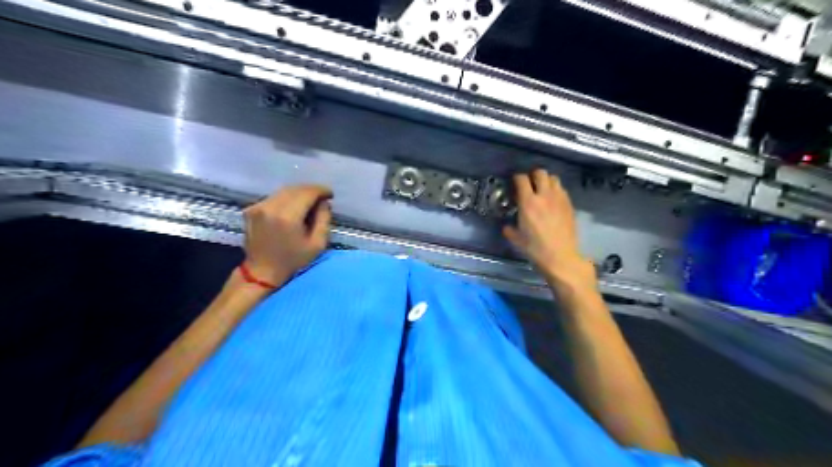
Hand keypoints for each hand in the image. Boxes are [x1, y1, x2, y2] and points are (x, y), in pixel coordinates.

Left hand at [242, 184, 334, 285]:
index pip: (307, 192)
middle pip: (295, 189)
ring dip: (299, 194)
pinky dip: (287, 199)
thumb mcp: (318, 244)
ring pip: (284, 191)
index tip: (330, 195)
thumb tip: (323, 203)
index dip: (321, 190)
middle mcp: (270, 207)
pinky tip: (293, 209)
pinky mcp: (251, 209)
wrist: (261, 272)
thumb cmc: (293, 261)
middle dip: (311, 191)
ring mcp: (258, 207)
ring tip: (309, 203)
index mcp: (287, 217)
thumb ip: (324, 220)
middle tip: (321, 199)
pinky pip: (274, 197)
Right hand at [503, 170, 594, 289]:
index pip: (521, 179)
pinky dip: (555, 190)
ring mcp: (559, 199)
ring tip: (542, 189)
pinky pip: (562, 189)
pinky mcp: (569, 205)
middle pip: (540, 173)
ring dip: (546, 180)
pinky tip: (552, 200)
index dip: (516, 178)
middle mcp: (544, 196)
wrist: (560, 257)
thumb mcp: (517, 239)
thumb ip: (510, 229)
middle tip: (529, 184)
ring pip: (553, 178)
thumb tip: (507, 226)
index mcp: (528, 202)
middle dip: (532, 175)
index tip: (514, 183)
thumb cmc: (535, 248)